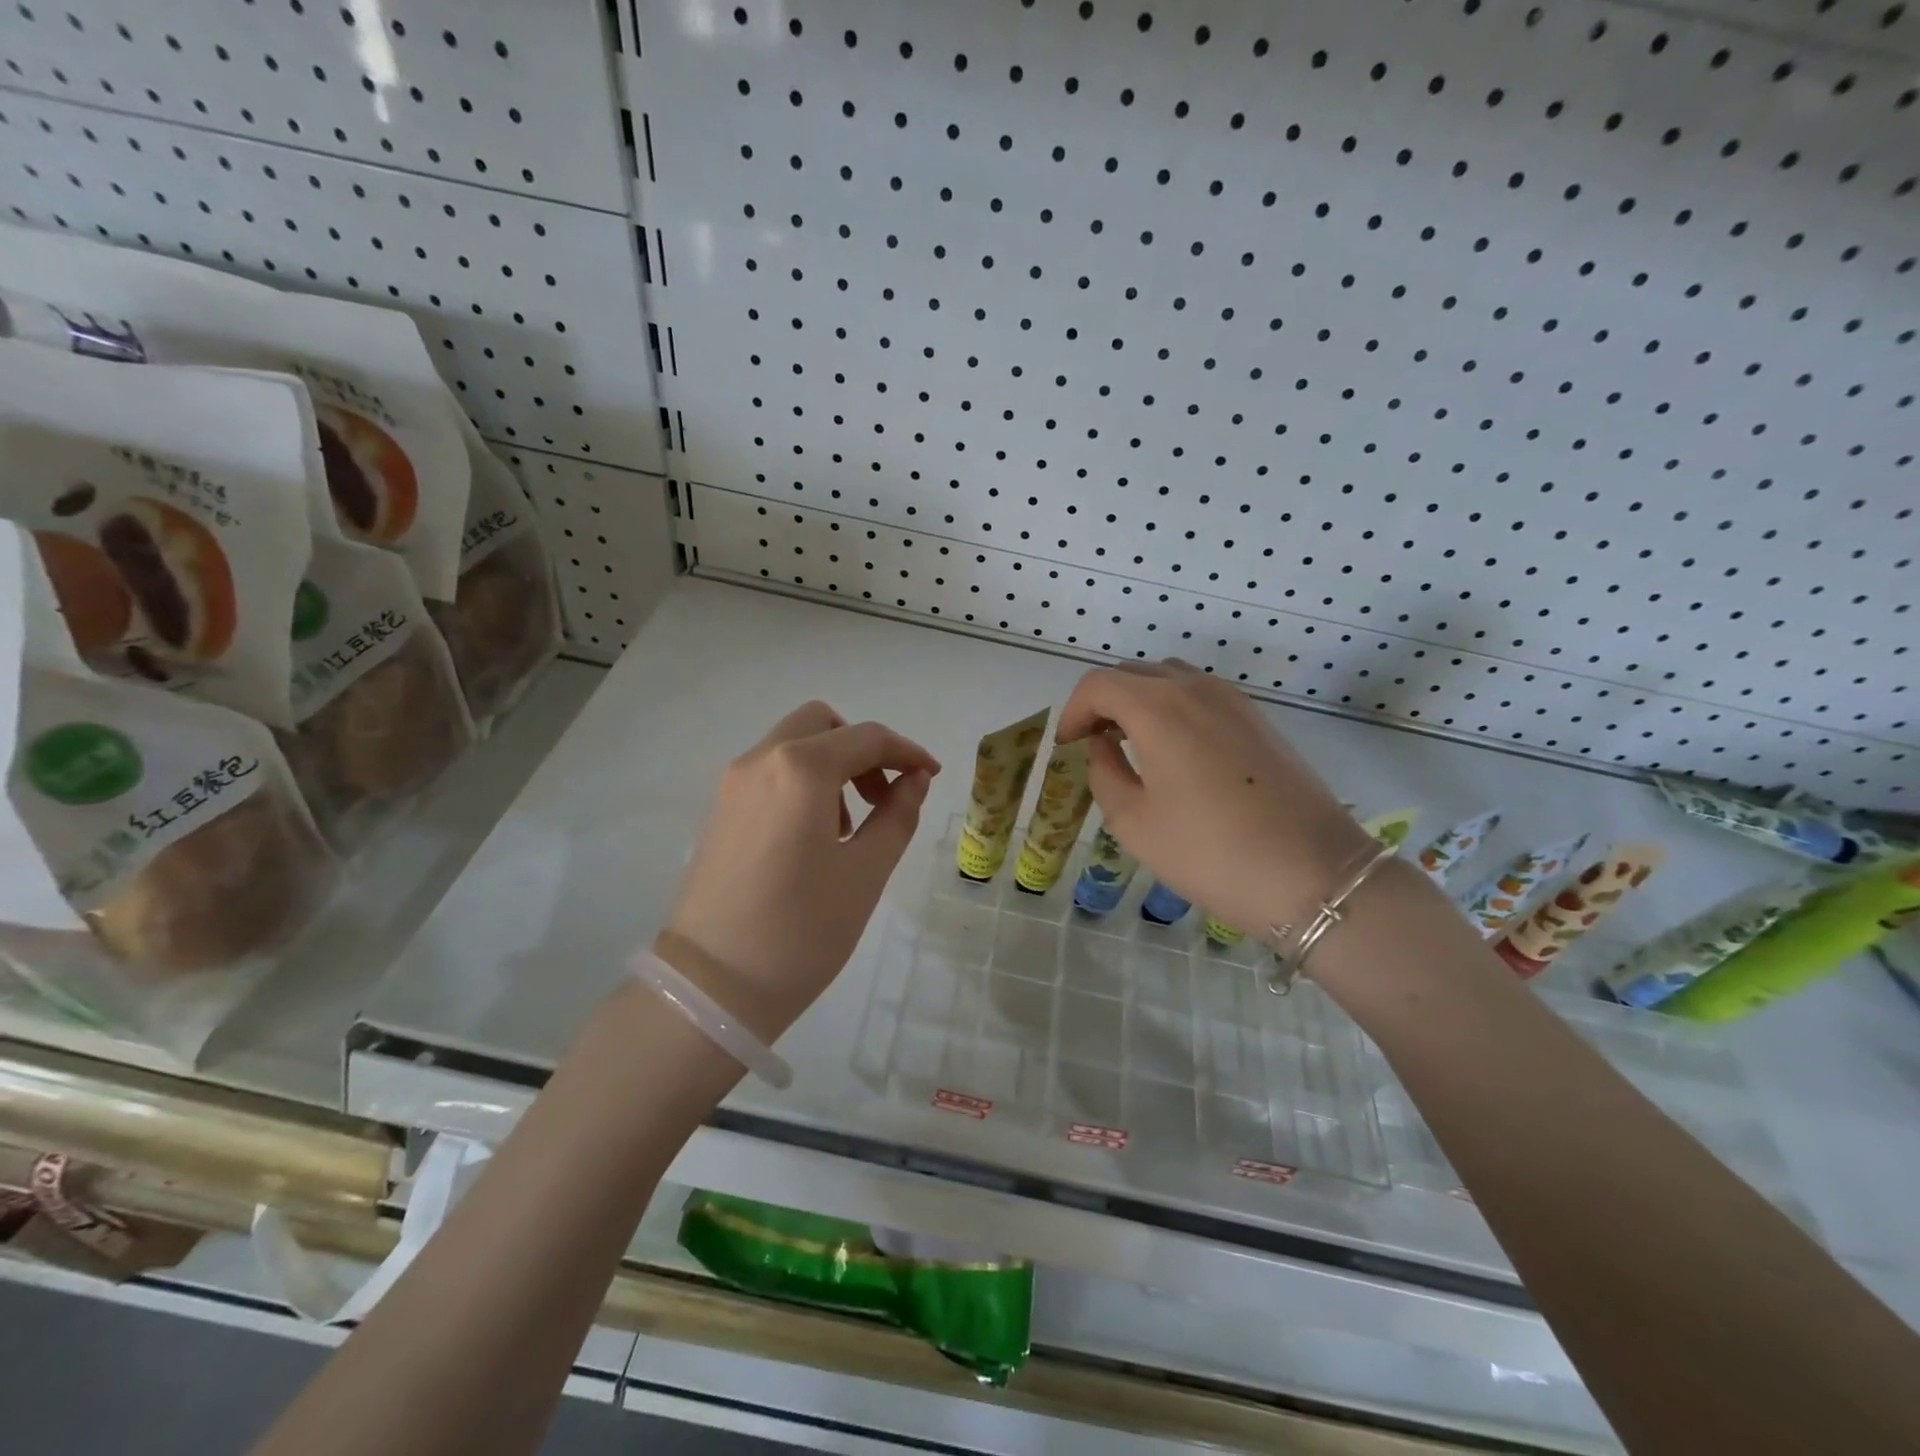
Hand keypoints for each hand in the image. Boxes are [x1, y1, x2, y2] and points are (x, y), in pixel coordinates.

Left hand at [659, 701, 939, 1038]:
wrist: (713, 987)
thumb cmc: (802, 930)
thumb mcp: (867, 872)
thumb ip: (897, 815)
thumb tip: (914, 779)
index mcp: (801, 769)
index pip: (867, 738)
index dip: (907, 752)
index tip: (931, 777)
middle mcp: (760, 760)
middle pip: (822, 725)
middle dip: (863, 750)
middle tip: (883, 797)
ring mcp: (733, 784)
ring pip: (794, 746)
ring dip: (832, 766)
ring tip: (850, 828)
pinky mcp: (719, 810)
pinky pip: (771, 772)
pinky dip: (802, 782)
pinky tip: (814, 838)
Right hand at [1058, 661, 1371, 937]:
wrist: (1313, 874)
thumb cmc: (1210, 852)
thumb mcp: (1134, 823)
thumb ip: (1105, 773)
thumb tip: (1103, 745)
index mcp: (1157, 708)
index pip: (1098, 684)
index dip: (1073, 711)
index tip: (1068, 746)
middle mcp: (1195, 689)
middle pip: (1133, 673)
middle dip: (1103, 702)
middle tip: (1094, 743)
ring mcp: (1233, 700)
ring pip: (1170, 678)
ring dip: (1140, 700)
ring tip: (1133, 743)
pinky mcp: (1259, 719)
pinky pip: (1202, 695)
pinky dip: (1174, 707)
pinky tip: (1177, 751)